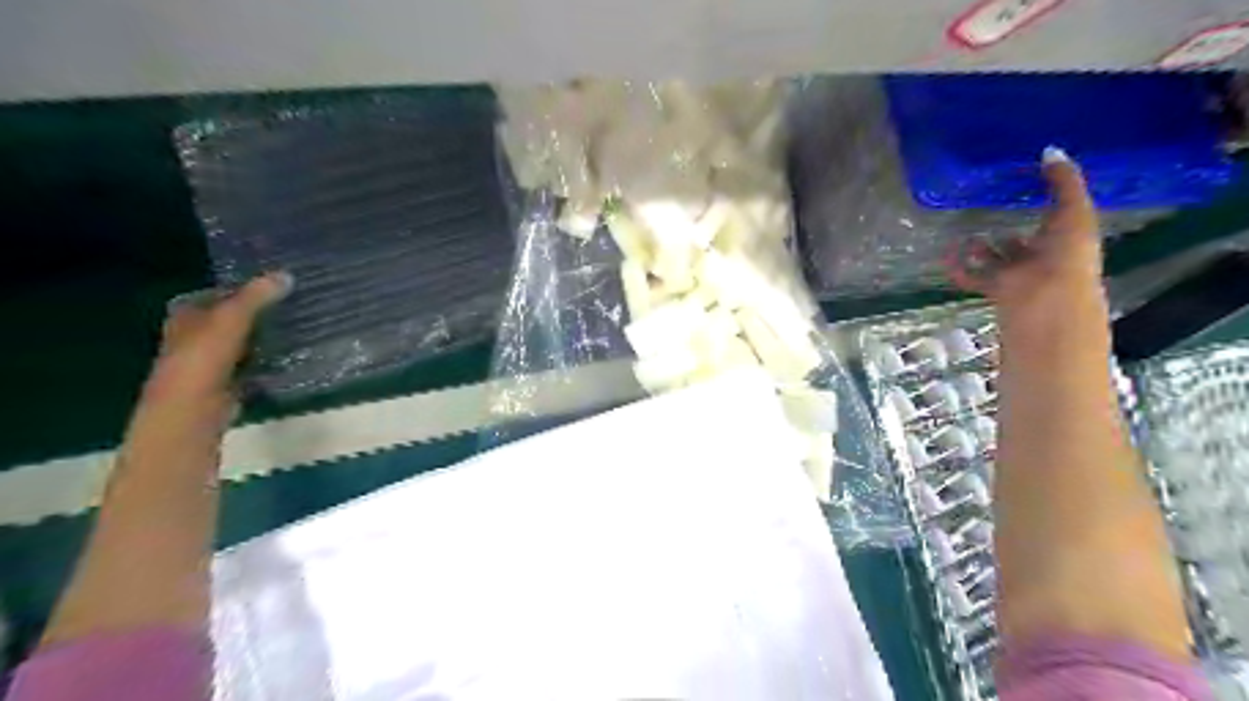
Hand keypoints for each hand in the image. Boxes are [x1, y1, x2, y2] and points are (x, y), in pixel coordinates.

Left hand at [145, 274, 292, 404]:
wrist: (193, 408)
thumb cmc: (203, 358)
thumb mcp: (231, 318)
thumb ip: (256, 296)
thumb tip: (286, 274)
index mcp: (186, 315)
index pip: (218, 294)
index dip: (244, 288)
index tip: (277, 285)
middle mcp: (195, 335)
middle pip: (232, 318)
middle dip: (259, 312)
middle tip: (294, 303)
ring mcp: (211, 360)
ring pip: (245, 340)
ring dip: (266, 336)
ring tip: (300, 326)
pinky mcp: (228, 381)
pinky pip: (254, 363)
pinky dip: (270, 359)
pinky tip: (292, 354)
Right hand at [955, 147, 1095, 311]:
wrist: (1047, 299)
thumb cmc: (1067, 254)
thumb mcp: (1074, 211)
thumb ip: (1064, 181)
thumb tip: (1049, 150)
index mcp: (1065, 240)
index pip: (1055, 222)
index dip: (1044, 207)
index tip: (1024, 191)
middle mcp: (1040, 259)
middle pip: (1021, 245)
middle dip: (1006, 234)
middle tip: (986, 215)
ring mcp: (1016, 276)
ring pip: (994, 261)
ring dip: (979, 250)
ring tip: (962, 232)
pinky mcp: (993, 289)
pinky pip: (970, 276)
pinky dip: (956, 267)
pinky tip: (946, 252)